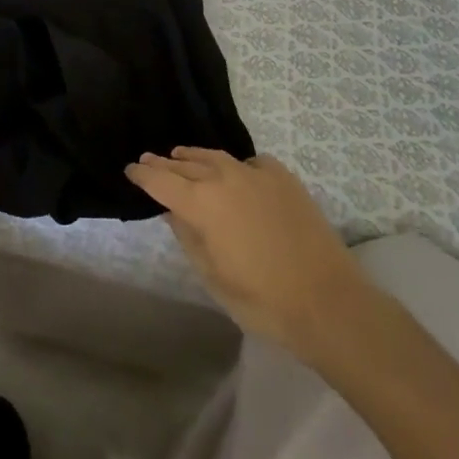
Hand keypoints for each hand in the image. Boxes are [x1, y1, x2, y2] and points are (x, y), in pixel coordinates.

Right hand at [127, 147, 369, 357]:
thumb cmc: (263, 300)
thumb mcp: (213, 278)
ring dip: (194, 158)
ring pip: (214, 156)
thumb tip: (173, 211)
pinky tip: (235, 175)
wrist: (329, 301)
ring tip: (182, 157)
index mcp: (202, 203)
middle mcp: (223, 176)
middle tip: (150, 160)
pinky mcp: (281, 175)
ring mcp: (254, 172)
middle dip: (165, 163)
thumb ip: (188, 238)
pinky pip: (247, 163)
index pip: (161, 180)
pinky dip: (233, 167)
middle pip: (185, 163)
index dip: (142, 174)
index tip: (130, 169)